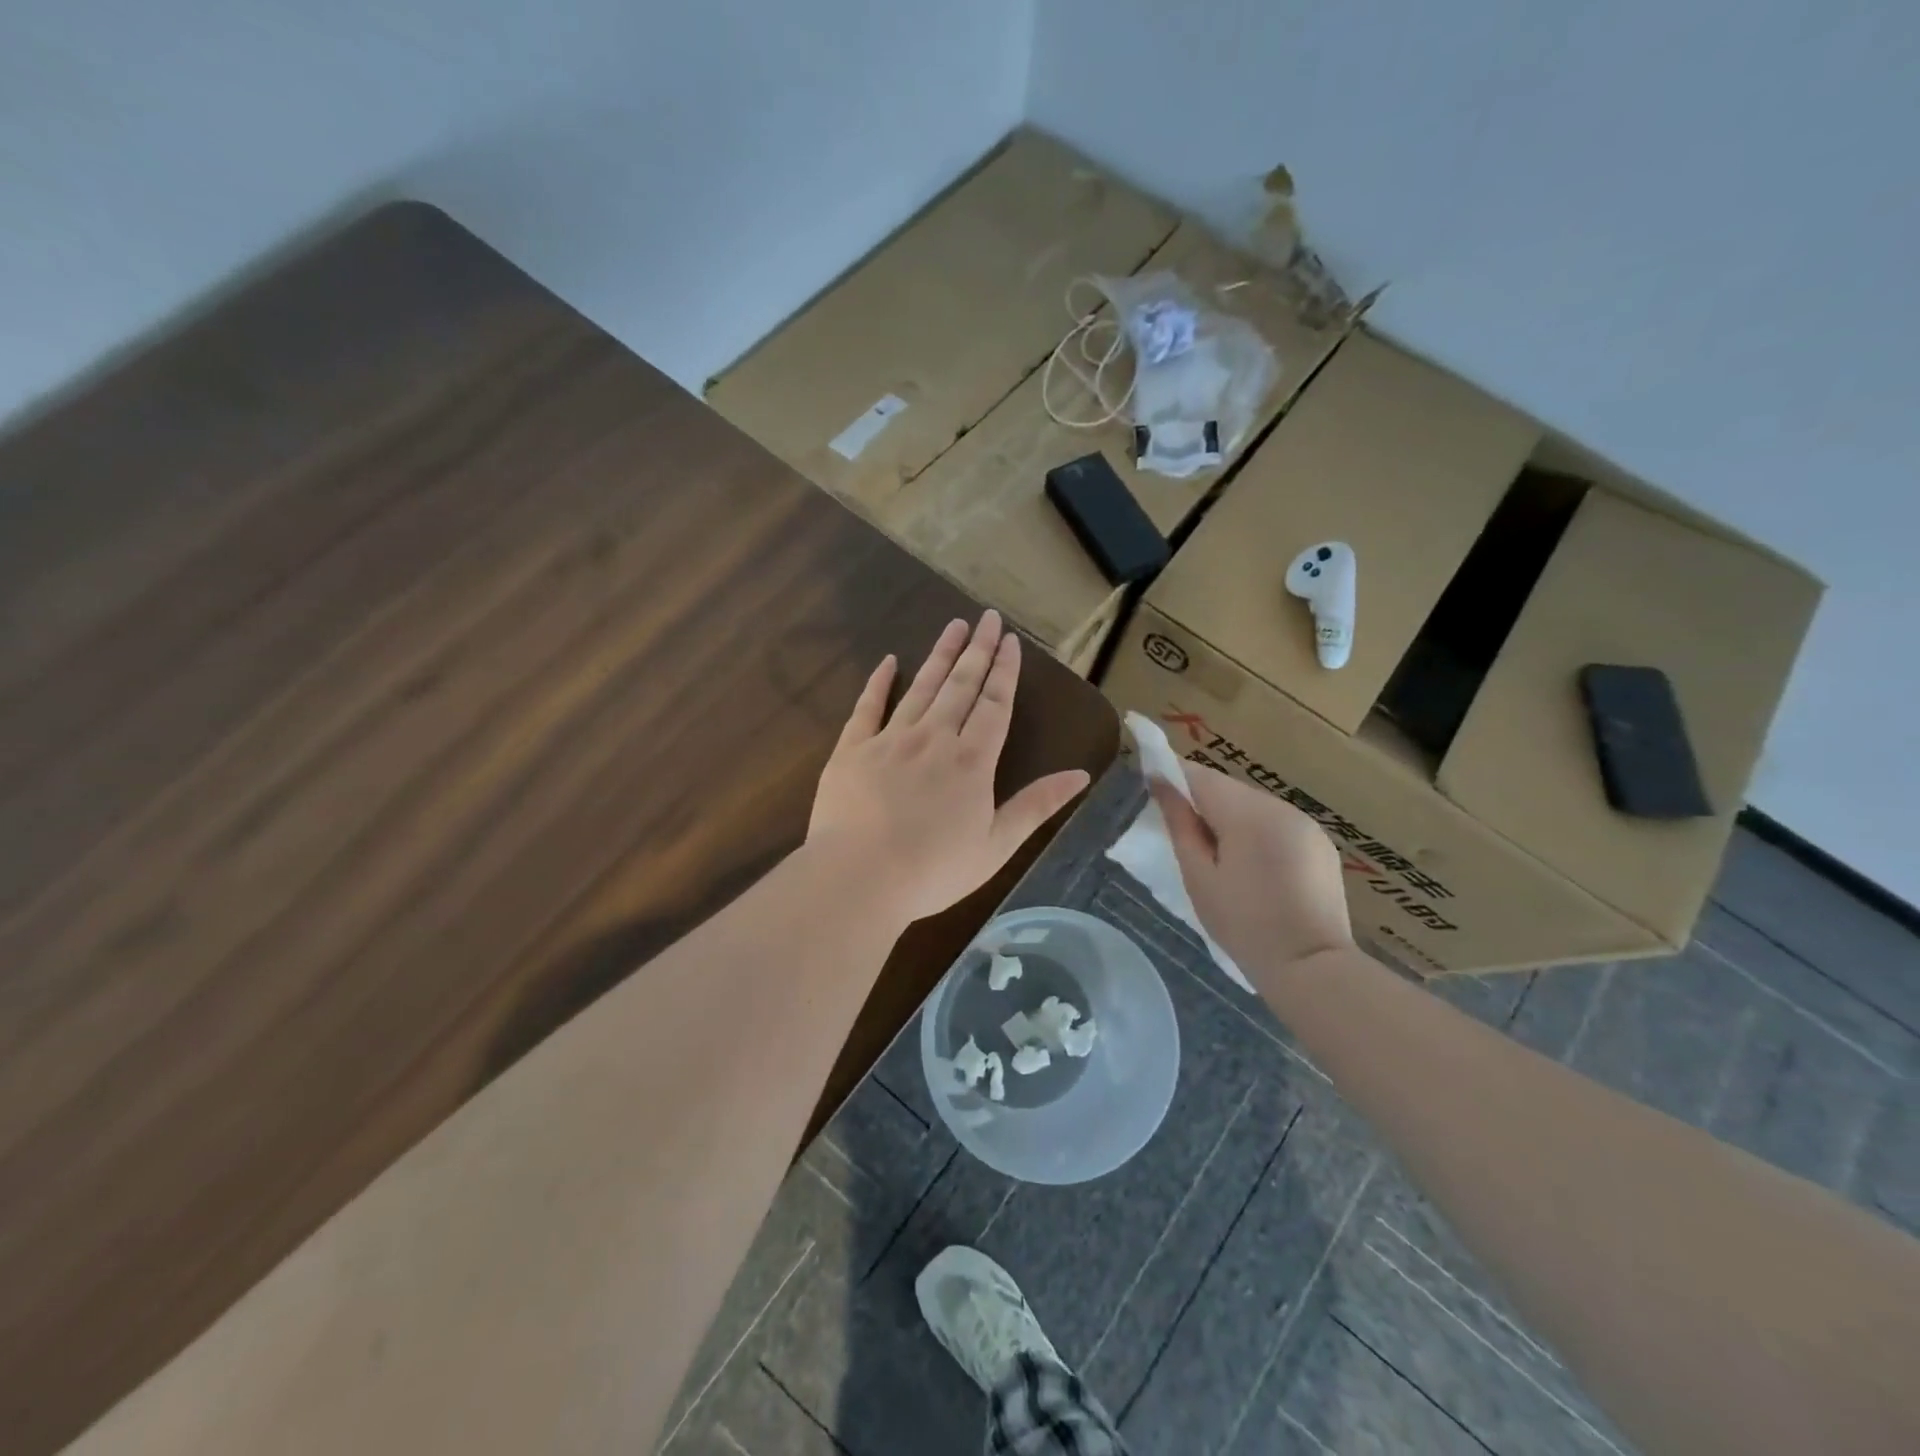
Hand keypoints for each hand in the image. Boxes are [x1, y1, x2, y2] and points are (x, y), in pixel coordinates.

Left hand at [808, 612, 1091, 926]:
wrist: (859, 877)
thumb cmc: (933, 869)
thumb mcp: (997, 845)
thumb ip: (1036, 805)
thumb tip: (1080, 774)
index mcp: (972, 761)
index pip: (994, 705)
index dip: (1005, 672)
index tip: (1011, 641)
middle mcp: (934, 738)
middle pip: (961, 685)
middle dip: (978, 650)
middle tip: (988, 618)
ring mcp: (891, 739)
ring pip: (921, 687)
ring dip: (940, 655)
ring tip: (954, 626)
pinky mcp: (852, 748)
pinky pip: (868, 706)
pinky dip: (879, 682)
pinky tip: (889, 660)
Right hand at [1150, 765, 1353, 977]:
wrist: (1312, 967)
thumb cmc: (1243, 925)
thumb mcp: (1199, 877)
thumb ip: (1180, 825)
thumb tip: (1161, 785)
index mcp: (1247, 813)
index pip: (1200, 776)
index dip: (1173, 776)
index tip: (1151, 785)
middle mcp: (1280, 807)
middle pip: (1228, 789)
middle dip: (1202, 801)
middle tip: (1182, 832)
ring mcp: (1306, 823)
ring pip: (1253, 805)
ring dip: (1231, 817)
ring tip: (1218, 854)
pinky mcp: (1320, 843)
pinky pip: (1277, 823)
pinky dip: (1258, 832)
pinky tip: (1253, 866)